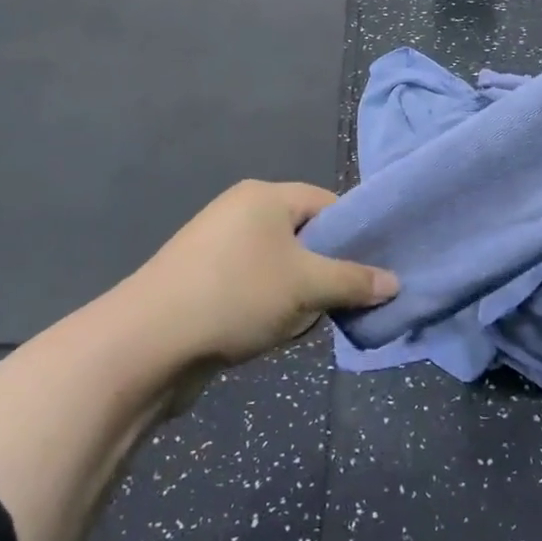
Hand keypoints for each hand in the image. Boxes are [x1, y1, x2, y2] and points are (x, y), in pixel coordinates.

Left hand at [123, 180, 398, 369]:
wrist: (147, 344)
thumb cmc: (237, 296)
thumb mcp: (306, 286)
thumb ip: (354, 281)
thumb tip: (394, 282)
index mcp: (265, 196)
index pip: (326, 203)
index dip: (354, 234)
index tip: (372, 269)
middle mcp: (240, 211)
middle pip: (304, 235)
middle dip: (325, 270)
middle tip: (341, 301)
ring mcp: (216, 246)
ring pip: (279, 265)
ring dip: (297, 294)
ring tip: (303, 322)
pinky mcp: (201, 280)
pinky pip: (252, 285)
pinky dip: (268, 306)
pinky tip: (270, 333)